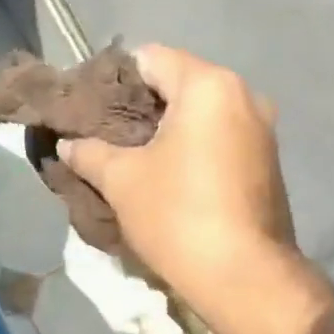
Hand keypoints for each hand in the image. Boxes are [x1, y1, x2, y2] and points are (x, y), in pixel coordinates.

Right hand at [61, 45, 292, 306]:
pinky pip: (220, 137)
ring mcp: (261, 130)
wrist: (242, 276)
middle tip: (105, 134)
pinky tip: (168, 175)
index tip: (89, 106)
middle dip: (140, 106)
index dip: (114, 78)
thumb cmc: (177, 215)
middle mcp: (243, 96)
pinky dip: (193, 147)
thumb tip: (67, 144)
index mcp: (208, 86)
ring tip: (133, 156)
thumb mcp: (121, 181)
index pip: (150, 58)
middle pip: (179, 83)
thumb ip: (90, 153)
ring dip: (168, 129)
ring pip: (202, 113)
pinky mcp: (267, 162)